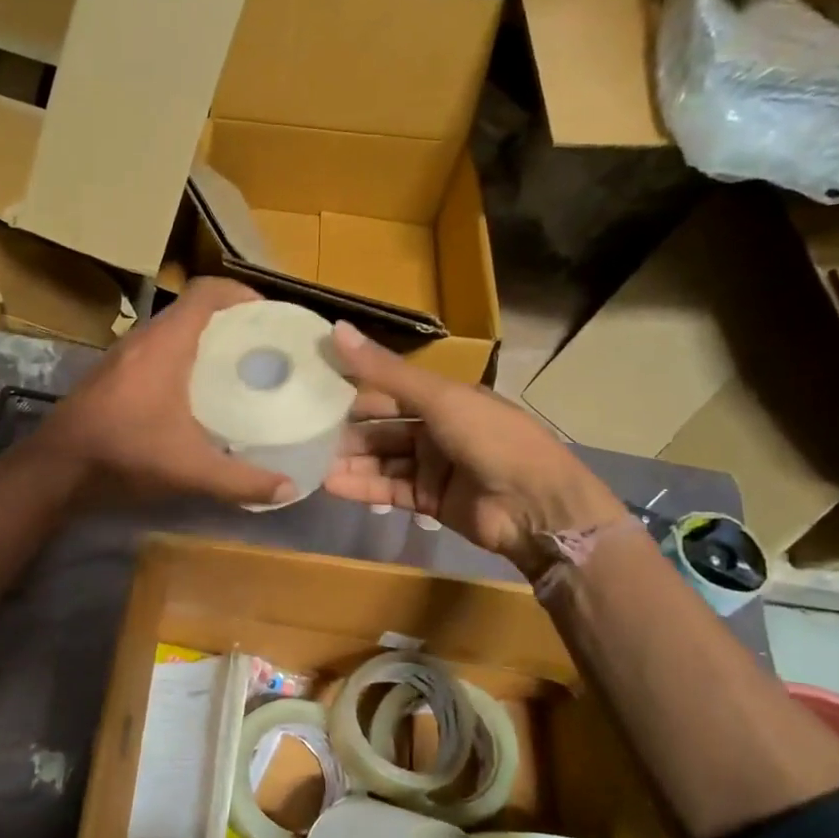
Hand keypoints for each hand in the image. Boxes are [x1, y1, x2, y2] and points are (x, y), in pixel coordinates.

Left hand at [40, 277, 295, 506]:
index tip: (269, 315)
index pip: (206, 292)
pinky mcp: (110, 376)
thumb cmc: (125, 454)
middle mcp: (143, 340)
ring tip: (235, 368)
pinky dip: (181, 359)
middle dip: (229, 321)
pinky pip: (155, 352)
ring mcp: (122, 357)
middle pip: (192, 310)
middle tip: (261, 346)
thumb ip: (241, 481)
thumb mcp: (190, 470)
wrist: (56, 469)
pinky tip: (194, 395)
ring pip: (171, 332)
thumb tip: (287, 489)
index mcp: (165, 345)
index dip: (241, 293)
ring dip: (203, 341)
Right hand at [324, 322, 626, 571]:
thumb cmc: (491, 439)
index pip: (389, 390)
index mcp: (445, 397)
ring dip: (349, 460)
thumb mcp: (438, 398)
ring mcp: (432, 466)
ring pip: (381, 459)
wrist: (536, 508)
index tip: (311, 389)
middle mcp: (437, 428)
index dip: (353, 389)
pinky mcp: (428, 499)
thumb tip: (335, 329)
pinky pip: (388, 489)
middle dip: (346, 431)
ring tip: (308, 462)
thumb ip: (384, 371)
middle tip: (302, 432)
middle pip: (381, 427)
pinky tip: (330, 484)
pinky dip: (361, 487)